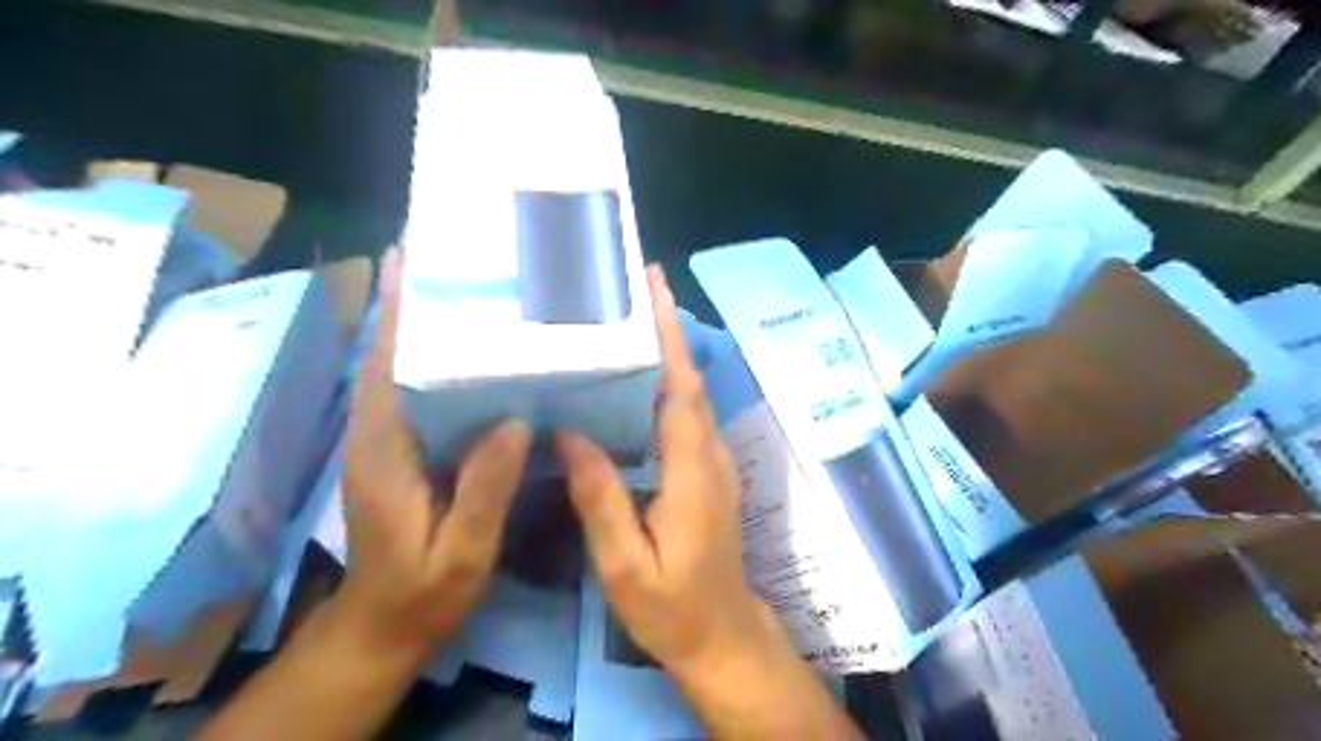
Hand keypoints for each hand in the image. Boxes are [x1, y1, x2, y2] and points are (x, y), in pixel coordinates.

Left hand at [331, 246, 528, 666]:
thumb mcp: (460, 549)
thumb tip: (515, 422)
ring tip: (471, 295)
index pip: (385, 367)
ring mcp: (389, 443)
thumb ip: (483, 489)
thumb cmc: (422, 591)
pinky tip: (479, 359)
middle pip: (391, 357)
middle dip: (414, 307)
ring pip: (404, 374)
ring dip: (426, 331)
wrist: (385, 626)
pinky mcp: (403, 453)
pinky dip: (440, 367)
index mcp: (385, 451)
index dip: (396, 312)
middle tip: (457, 265)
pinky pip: (422, 397)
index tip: (409, 261)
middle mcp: (379, 435)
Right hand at [553, 265, 781, 682]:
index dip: (670, 336)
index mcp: (692, 471)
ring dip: (666, 353)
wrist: (722, 635)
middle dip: (666, 329)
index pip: (681, 389)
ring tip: (627, 320)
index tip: (655, 288)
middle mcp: (710, 454)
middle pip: (688, 380)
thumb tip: (569, 433)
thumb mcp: (625, 564)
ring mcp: (714, 462)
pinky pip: (685, 416)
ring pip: (689, 394)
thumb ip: (600, 498)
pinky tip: (634, 380)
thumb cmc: (672, 607)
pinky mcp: (708, 471)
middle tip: (632, 287)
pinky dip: (666, 385)